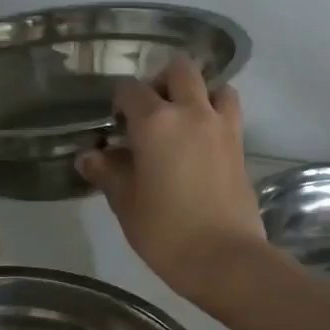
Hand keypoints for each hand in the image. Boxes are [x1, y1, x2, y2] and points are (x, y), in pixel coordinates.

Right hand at [76, 57, 269, 313]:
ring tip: (183, 122)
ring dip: (198, 94)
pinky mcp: (241, 146)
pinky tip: (200, 143)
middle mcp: (192, 112)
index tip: (115, 124)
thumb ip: (108, 173)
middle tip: (150, 112)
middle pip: (180, 71)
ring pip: (214, 87)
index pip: (131, 90)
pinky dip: (215, 114)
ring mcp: (222, 126)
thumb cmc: (165, 232)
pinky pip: (229, 113)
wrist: (225, 258)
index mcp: (156, 122)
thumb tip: (89, 156)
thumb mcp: (126, 204)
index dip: (120, 102)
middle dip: (161, 82)